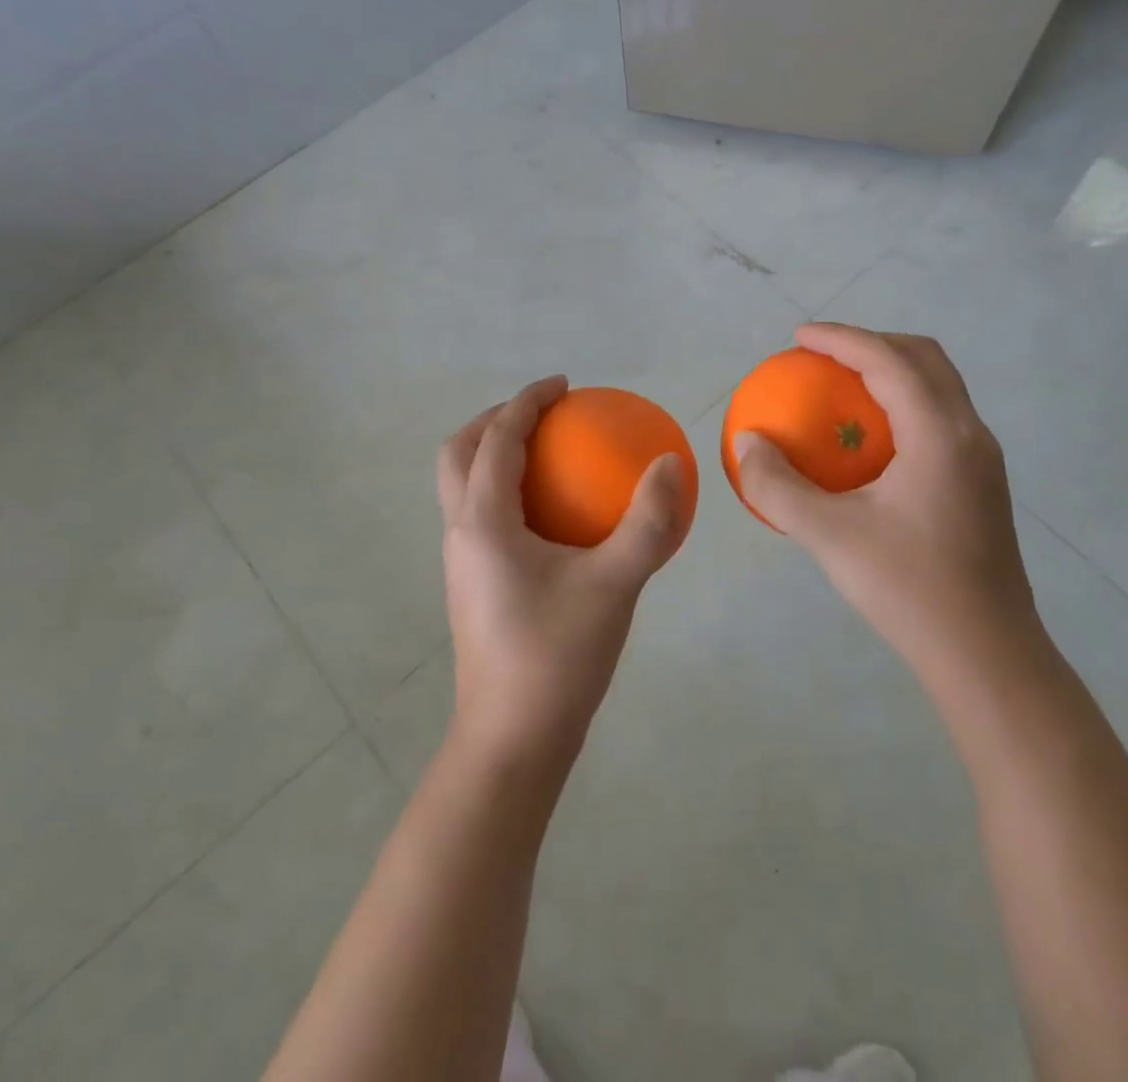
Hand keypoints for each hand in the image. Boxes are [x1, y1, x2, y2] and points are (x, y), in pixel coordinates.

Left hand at [437, 376, 689, 778]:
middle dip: (493, 421)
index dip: (526, 402)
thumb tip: (671, 462)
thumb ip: (647, 522)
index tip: (562, 385)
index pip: (495, 440)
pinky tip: (551, 517)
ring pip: (460, 487)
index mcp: (483, 523)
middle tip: (541, 414)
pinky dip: (504, 492)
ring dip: (491, 455)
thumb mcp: (615, 585)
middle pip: (457, 455)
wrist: (513, 741)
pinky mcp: (472, 586)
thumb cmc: (558, 657)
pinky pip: (478, 516)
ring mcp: (461, 563)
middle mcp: (460, 534)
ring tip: (544, 454)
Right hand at [732, 325, 1038, 684]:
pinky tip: (871, 443)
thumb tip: (747, 443)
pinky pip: (941, 417)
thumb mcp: (828, 536)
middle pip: (925, 358)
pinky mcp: (983, 483)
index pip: (888, 361)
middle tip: (823, 357)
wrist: (985, 654)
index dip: (841, 339)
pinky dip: (904, 404)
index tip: (799, 337)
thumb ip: (778, 486)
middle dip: (872, 344)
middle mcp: (970, 433)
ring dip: (893, 372)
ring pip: (939, 387)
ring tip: (844, 389)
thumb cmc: (907, 588)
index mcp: (939, 434)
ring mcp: (983, 459)